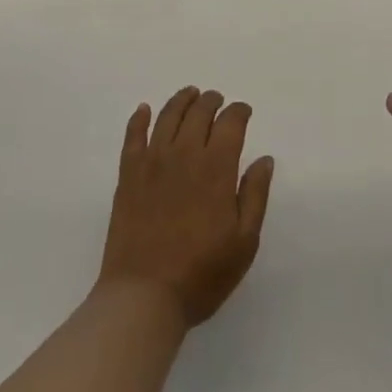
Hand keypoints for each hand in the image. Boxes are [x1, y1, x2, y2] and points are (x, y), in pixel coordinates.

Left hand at [98, 87, 274, 326]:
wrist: (144, 296)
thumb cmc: (201, 274)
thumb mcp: (244, 242)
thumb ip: (255, 195)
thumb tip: (264, 159)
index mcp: (216, 168)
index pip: (230, 123)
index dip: (239, 112)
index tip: (244, 112)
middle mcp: (184, 154)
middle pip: (199, 112)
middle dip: (212, 101)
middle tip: (217, 101)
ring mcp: (153, 161)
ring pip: (168, 116)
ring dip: (181, 100)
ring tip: (190, 94)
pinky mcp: (128, 174)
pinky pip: (133, 136)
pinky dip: (139, 118)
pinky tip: (144, 110)